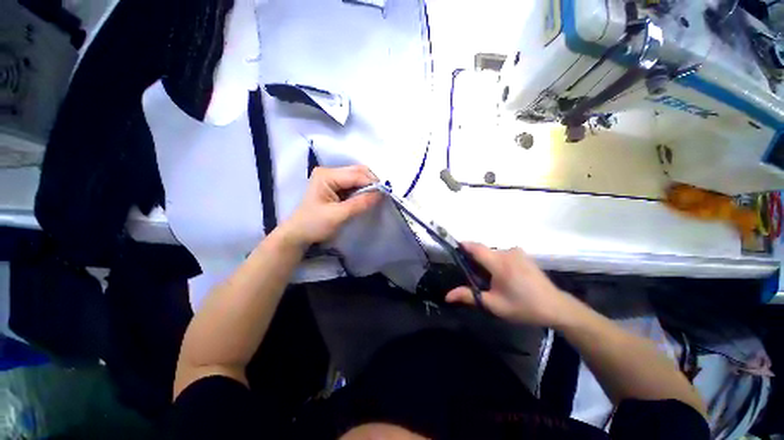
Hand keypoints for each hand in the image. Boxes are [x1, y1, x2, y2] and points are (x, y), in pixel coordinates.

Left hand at [282, 165, 381, 246]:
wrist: (298, 234)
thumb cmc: (314, 224)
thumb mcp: (338, 215)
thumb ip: (359, 203)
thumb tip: (381, 194)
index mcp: (327, 175)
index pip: (356, 175)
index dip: (372, 183)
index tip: (385, 194)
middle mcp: (330, 172)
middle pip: (358, 171)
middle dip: (371, 182)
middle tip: (381, 196)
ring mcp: (332, 178)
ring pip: (357, 177)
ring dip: (368, 186)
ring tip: (375, 198)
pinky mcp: (335, 186)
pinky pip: (354, 184)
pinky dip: (362, 190)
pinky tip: (366, 198)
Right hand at [445, 242, 568, 325]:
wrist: (556, 307)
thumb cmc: (523, 307)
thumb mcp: (494, 304)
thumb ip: (469, 296)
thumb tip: (447, 296)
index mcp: (499, 263)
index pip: (475, 247)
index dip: (463, 246)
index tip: (454, 250)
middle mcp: (508, 252)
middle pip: (483, 251)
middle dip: (476, 261)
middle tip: (475, 278)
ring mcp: (517, 252)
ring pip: (493, 253)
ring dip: (487, 262)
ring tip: (492, 280)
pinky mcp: (523, 255)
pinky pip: (503, 254)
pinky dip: (497, 262)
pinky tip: (505, 277)